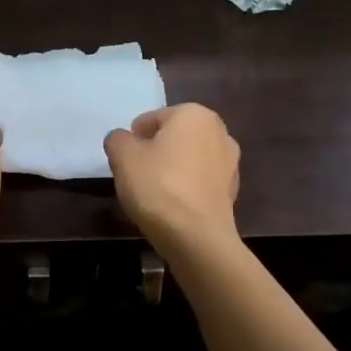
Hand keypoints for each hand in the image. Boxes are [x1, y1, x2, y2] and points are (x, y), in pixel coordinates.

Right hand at [104, 104, 240, 247]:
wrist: (196, 237)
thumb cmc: (158, 186)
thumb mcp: (122, 156)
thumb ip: (118, 140)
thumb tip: (123, 140)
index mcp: (194, 114)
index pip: (153, 119)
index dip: (134, 138)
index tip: (125, 160)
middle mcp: (219, 132)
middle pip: (174, 137)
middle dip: (156, 151)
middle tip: (136, 174)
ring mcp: (230, 163)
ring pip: (189, 160)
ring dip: (173, 169)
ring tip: (153, 193)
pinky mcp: (232, 192)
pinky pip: (200, 182)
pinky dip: (186, 189)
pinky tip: (172, 207)